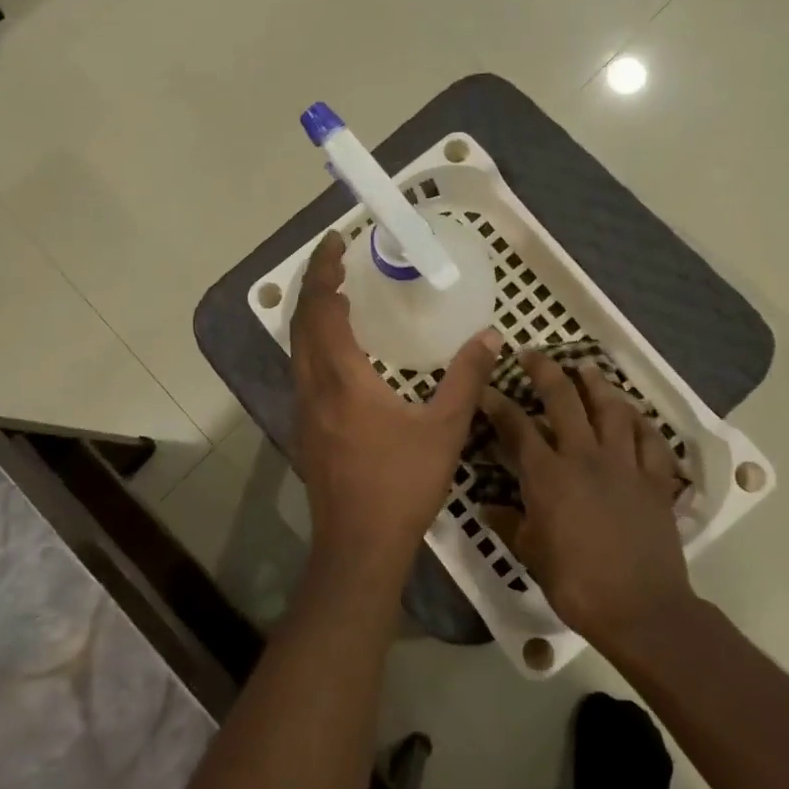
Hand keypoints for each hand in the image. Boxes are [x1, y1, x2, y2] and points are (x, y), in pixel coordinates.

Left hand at [290, 233, 500, 581]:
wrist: (359, 546)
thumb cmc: (401, 484)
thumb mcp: (445, 428)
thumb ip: (467, 378)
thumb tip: (491, 337)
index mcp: (341, 377)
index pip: (323, 308)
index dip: (325, 271)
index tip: (335, 242)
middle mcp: (312, 386)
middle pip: (301, 322)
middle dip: (315, 285)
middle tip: (336, 260)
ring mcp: (302, 410)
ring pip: (297, 348)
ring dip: (311, 315)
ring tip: (338, 296)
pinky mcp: (304, 430)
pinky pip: (302, 370)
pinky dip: (314, 344)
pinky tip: (340, 353)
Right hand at [481, 353, 697, 651]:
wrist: (641, 609)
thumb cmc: (577, 584)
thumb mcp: (532, 555)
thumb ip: (509, 523)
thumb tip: (486, 506)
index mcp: (548, 475)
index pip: (516, 427)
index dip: (497, 403)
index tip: (485, 388)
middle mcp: (585, 457)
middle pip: (564, 400)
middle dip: (545, 371)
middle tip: (532, 354)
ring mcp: (624, 465)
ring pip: (612, 409)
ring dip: (597, 384)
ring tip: (587, 369)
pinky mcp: (655, 480)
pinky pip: (651, 441)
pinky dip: (642, 423)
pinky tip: (634, 415)